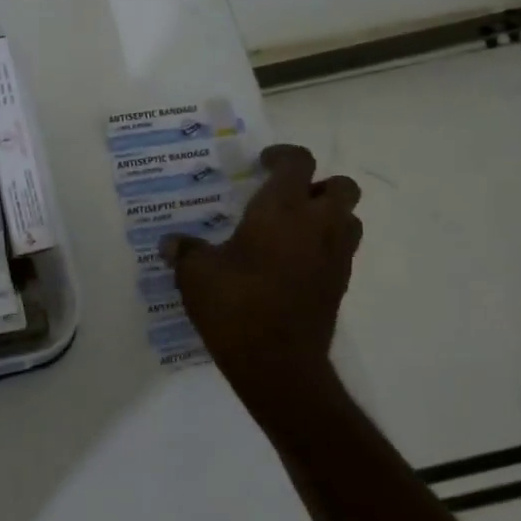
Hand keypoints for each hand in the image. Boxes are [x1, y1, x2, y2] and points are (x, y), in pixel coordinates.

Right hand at [163, 144, 362, 427]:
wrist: (278, 364)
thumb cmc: (235, 306)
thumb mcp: (195, 274)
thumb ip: (185, 251)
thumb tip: (171, 243)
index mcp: (282, 210)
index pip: (298, 162)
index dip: (282, 155)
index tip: (261, 163)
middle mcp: (318, 225)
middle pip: (342, 186)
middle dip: (318, 184)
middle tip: (285, 196)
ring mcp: (335, 257)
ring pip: (349, 219)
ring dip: (328, 215)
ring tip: (292, 228)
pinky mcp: (340, 286)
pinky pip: (341, 251)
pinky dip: (323, 247)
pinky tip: (290, 264)